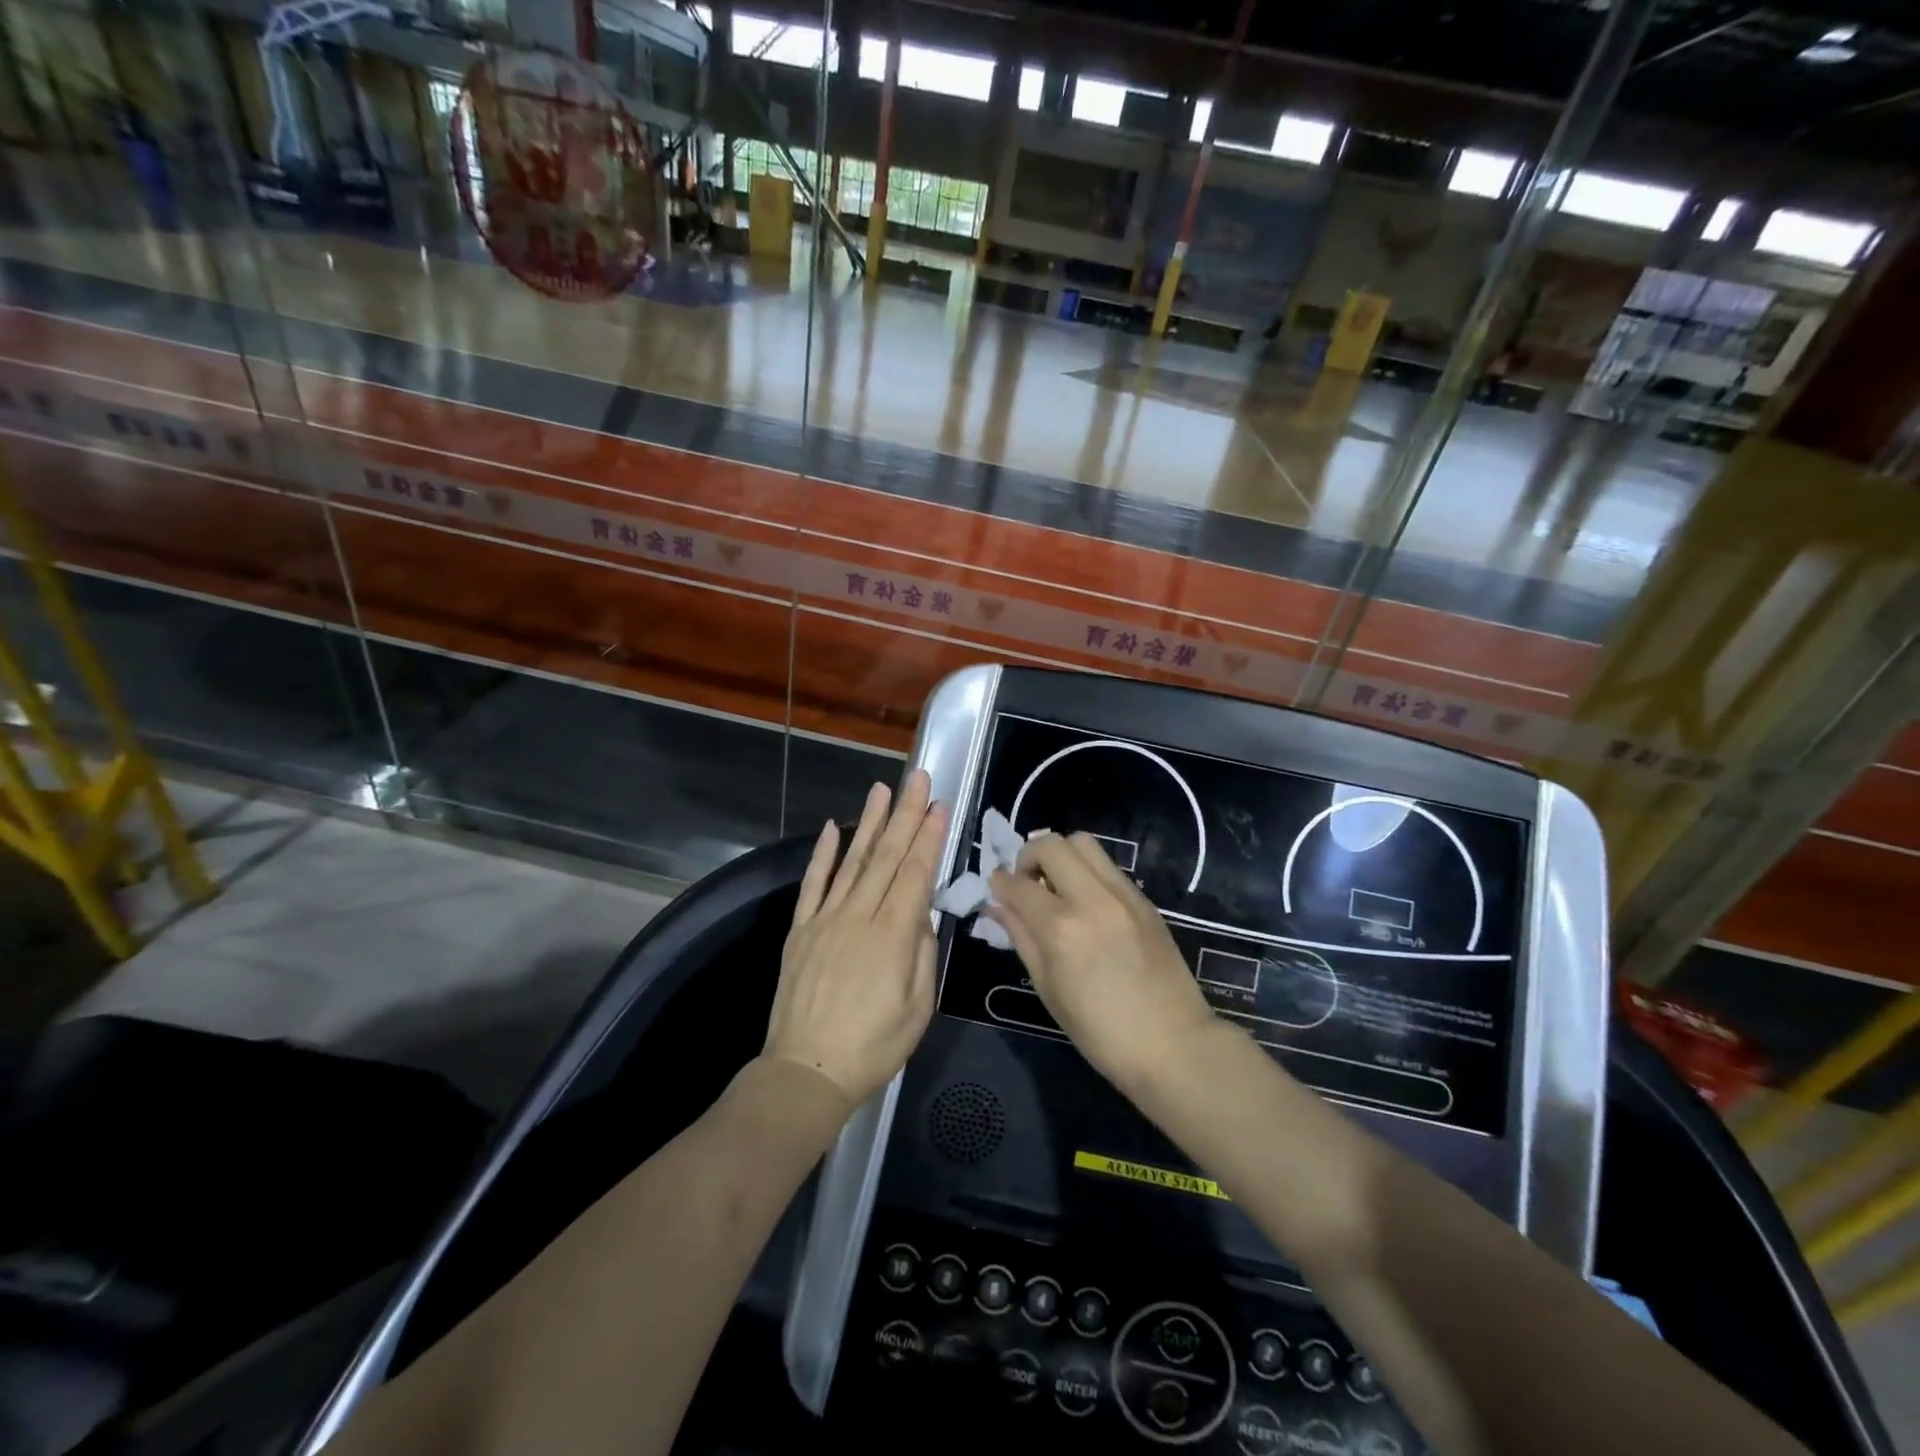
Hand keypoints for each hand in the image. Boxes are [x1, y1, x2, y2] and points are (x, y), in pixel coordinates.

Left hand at [765, 771, 948, 1106]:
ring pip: (852, 861)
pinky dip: (823, 854)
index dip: (928, 838)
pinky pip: (813, 885)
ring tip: (881, 789)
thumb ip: (923, 955)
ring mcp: (825, 920)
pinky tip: (833, 827)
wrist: (805, 1072)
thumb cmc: (873, 1048)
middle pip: (886, 857)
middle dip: (905, 814)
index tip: (938, 806)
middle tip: (918, 779)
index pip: (914, 874)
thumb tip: (921, 916)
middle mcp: (858, 917)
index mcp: (892, 937)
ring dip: (869, 822)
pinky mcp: (800, 930)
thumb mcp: (918, 1009)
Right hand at [988, 833, 1217, 1093]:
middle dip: (1029, 856)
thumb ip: (1021, 938)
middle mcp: (1091, 899)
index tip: (997, 888)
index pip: (1018, 884)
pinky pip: (1108, 867)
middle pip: (1052, 844)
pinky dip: (1087, 872)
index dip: (1000, 882)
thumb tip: (998, 906)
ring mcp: (1123, 895)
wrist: (1173, 1044)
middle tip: (1028, 884)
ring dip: (1061, 857)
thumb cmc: (1100, 1031)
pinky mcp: (1144, 900)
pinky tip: (1086, 904)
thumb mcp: (1048, 989)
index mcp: (1061, 928)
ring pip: (1084, 843)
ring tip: (1057, 888)